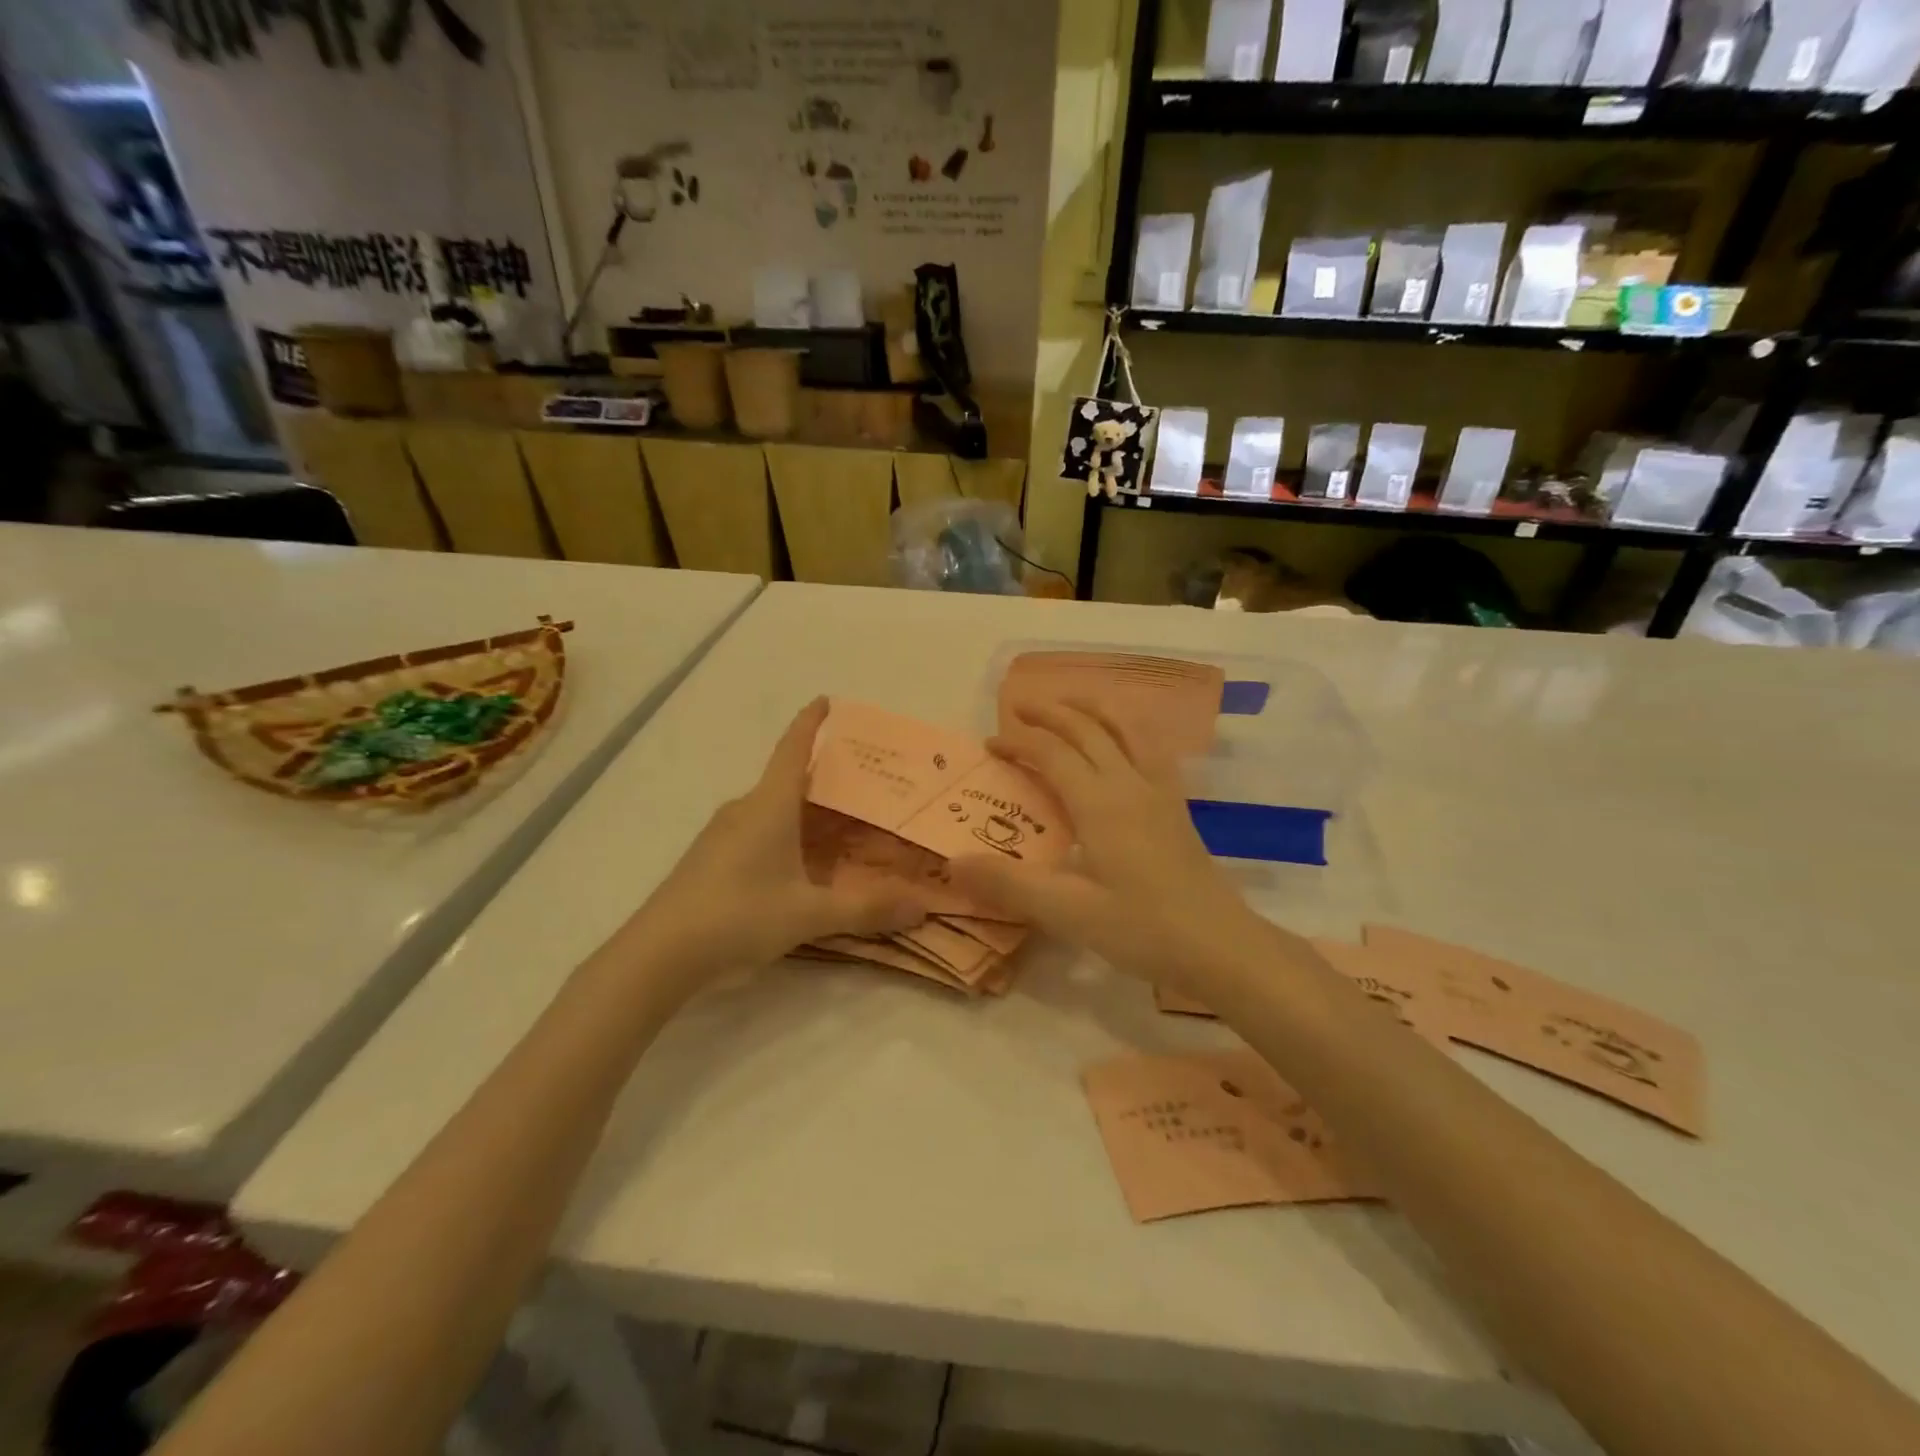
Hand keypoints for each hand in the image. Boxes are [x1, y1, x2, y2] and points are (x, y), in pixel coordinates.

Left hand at [636, 698, 927, 980]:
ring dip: (804, 812)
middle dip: (824, 779)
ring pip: (772, 810)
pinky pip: (757, 832)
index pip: (792, 749)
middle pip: (788, 781)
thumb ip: (866, 909)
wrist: (658, 954)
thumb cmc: (738, 915)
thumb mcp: (809, 914)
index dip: (810, 722)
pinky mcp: (710, 860)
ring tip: (841, 826)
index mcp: (769, 805)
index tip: (825, 700)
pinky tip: (800, 864)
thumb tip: (921, 907)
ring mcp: (722, 835)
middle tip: (864, 785)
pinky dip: (785, 835)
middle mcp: (744, 810)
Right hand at [948, 701, 1272, 995]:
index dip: (1019, 741)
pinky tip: (1121, 746)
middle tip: (1018, 709)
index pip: (1052, 752)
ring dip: (1091, 710)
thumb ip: (1009, 884)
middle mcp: (1129, 784)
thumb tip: (953, 861)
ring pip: (1124, 730)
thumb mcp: (1068, 913)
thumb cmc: (1143, 929)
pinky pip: (1148, 749)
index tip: (990, 742)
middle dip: (1050, 713)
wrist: (1221, 947)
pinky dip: (1124, 731)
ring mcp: (1159, 792)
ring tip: (1068, 706)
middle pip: (1087, 729)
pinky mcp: (1176, 807)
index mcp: (1100, 802)